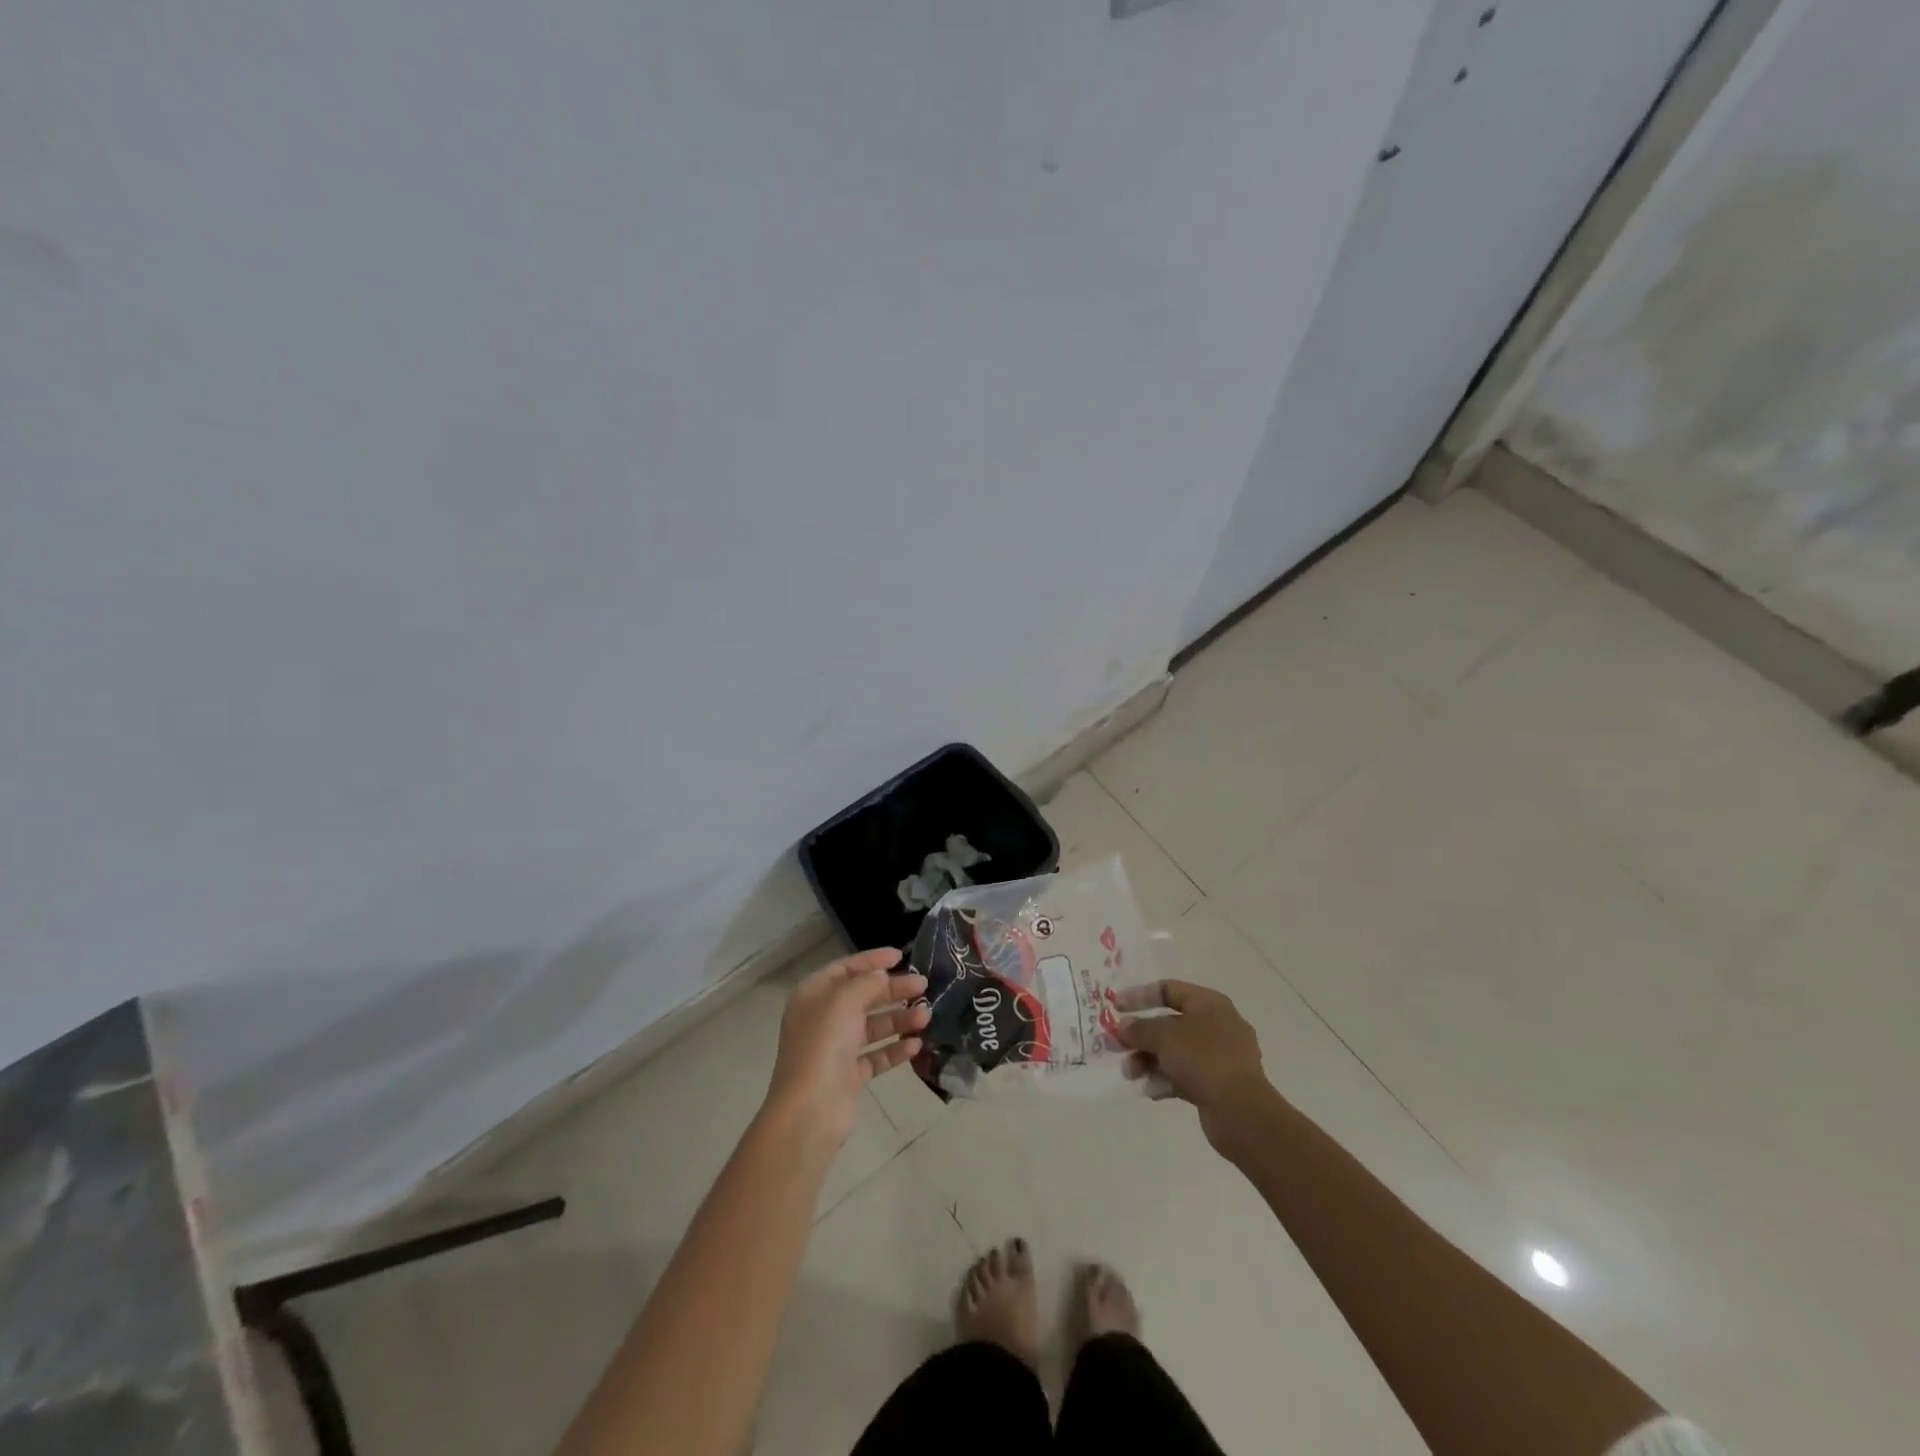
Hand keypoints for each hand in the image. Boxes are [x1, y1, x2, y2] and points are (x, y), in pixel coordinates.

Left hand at [764, 948, 929, 1148]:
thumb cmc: (824, 1045)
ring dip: (899, 1019)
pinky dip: (895, 1049)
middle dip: (893, 990)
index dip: (872, 960)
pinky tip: (916, 1045)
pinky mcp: (848, 1076)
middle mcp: (822, 1019)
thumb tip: (881, 975)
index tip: (901, 956)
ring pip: (872, 1026)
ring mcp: (835, 1049)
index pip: (845, 969)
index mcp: (813, 996)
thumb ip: (866, 982)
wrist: (810, 1110)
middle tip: (923, 985)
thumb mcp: (844, 1001)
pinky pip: (875, 1056)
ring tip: (926, 1016)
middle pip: (862, 996)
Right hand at [1115, 980, 1275, 1153]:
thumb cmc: (1203, 1059)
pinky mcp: (1217, 1084)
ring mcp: (1219, 1057)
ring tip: (1130, 1074)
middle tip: (1115, 1046)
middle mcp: (1216, 1025)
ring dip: (1148, 1060)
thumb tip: (1123, 1026)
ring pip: (1174, 1052)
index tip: (1116, 1007)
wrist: (1242, 1112)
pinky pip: (1184, 1075)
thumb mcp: (1164, 1036)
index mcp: (1209, 1003)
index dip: (1140, 996)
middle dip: (1140, 1036)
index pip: (1168, 989)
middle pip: (1169, 1023)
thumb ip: (1140, 1028)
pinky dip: (1165, 1079)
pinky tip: (1149, 1091)